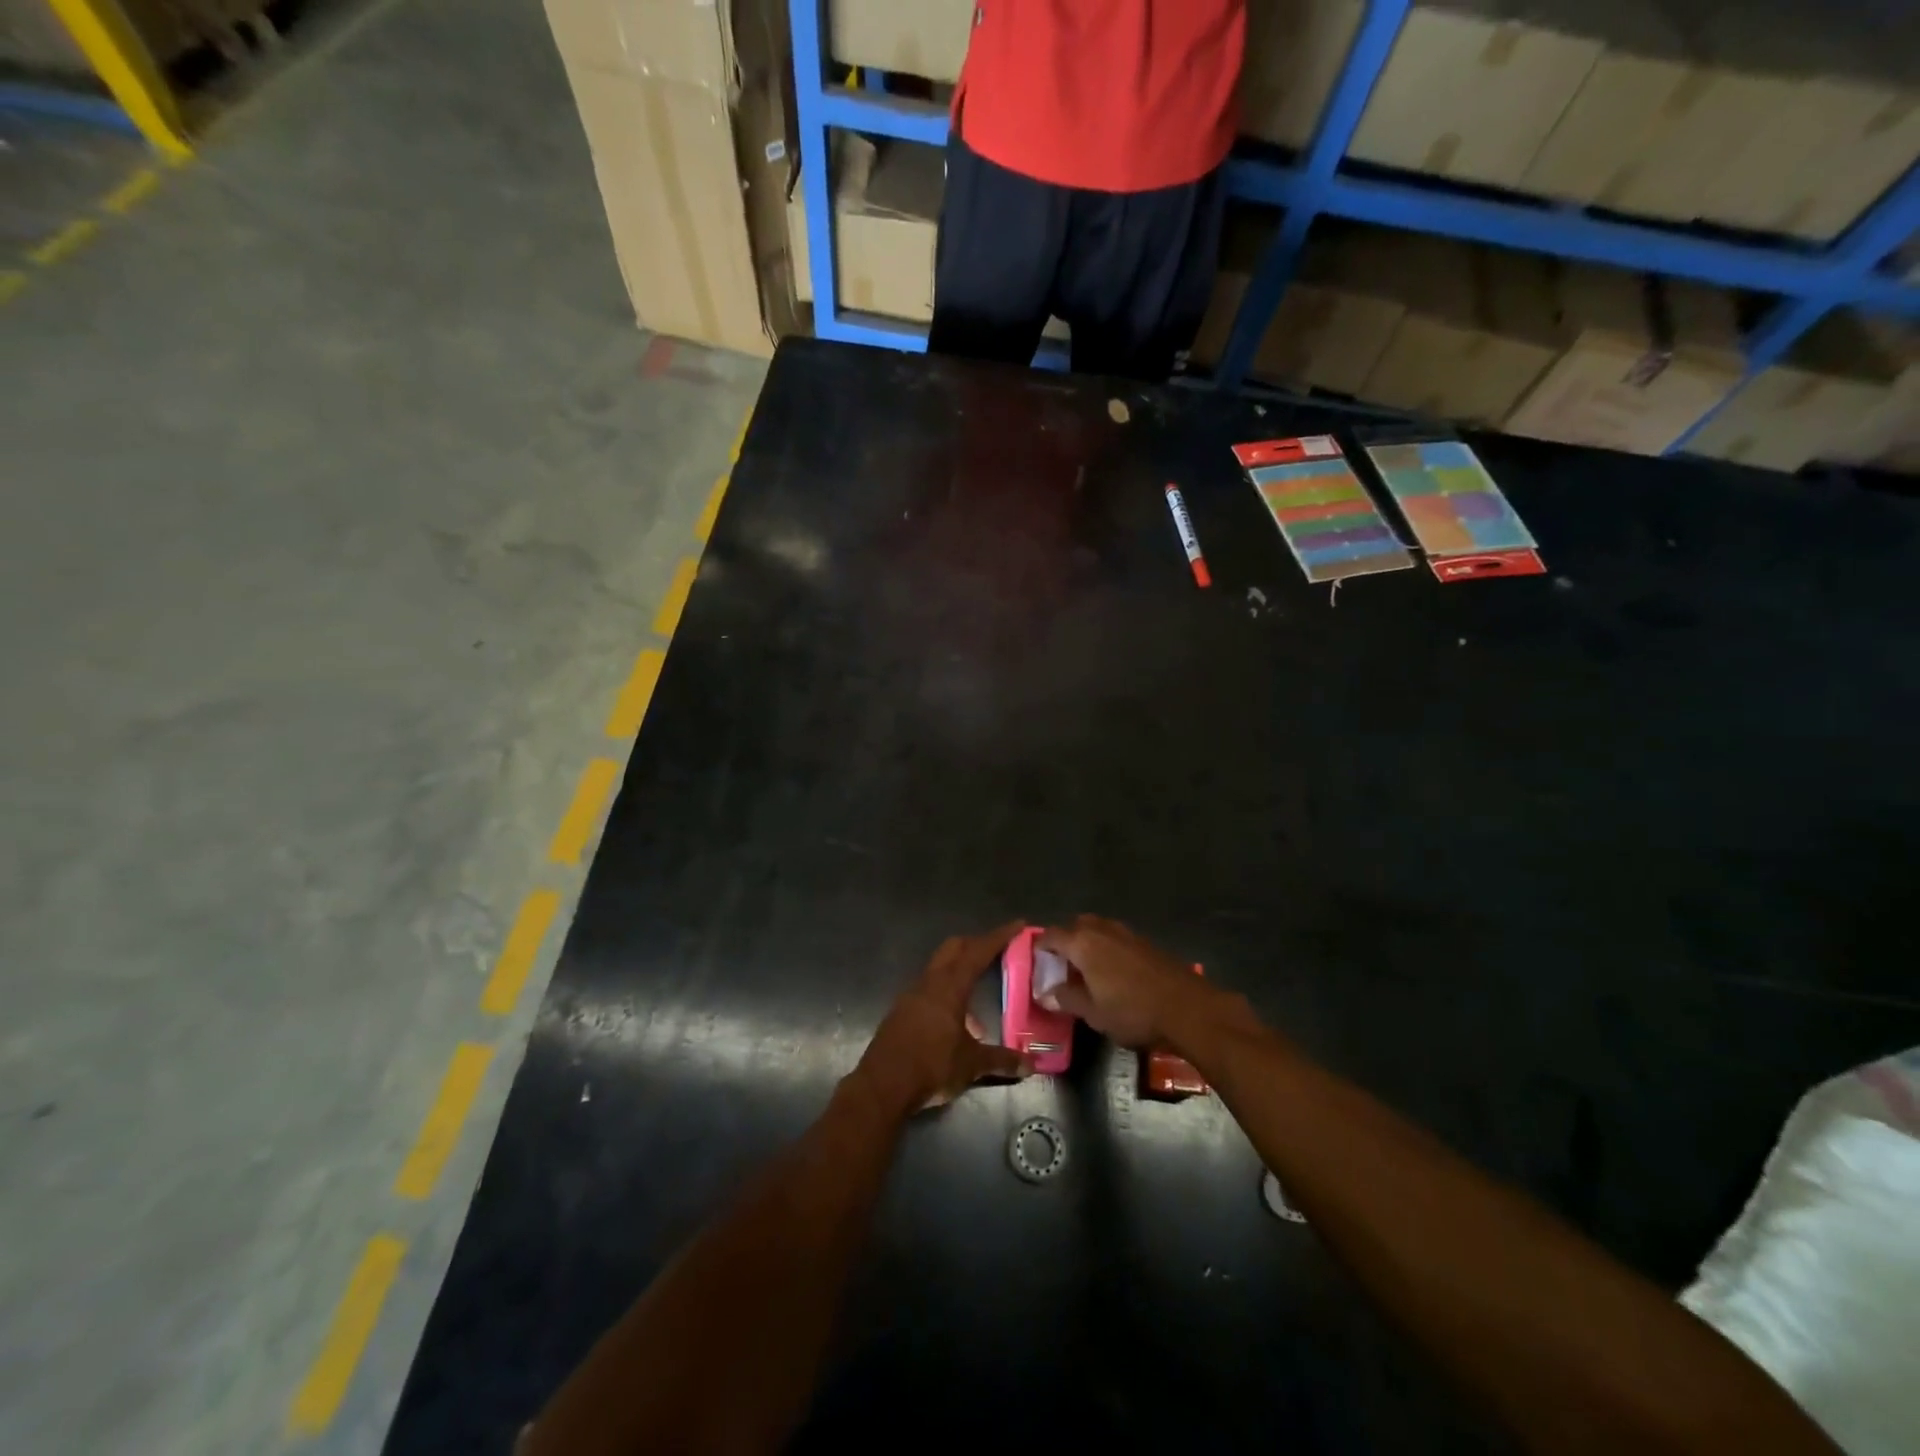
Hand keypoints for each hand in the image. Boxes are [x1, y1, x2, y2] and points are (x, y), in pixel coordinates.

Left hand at [856, 923, 1033, 1114]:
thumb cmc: (931, 1065)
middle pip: (953, 949)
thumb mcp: (972, 1065)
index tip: (1018, 925)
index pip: (978, 952)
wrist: (882, 1086)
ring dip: (959, 970)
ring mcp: (911, 995)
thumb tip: (1031, 1064)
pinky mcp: (901, 1011)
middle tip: (997, 949)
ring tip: (978, 990)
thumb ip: (1002, 1060)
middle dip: (975, 944)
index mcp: (949, 986)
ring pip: (939, 968)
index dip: (999, 936)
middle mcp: (929, 983)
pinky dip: (946, 992)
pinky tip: (956, 1019)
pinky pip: (928, 989)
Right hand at [1036, 915, 1218, 1047]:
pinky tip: (1112, 971)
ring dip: (1087, 942)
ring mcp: (1126, 933)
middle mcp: (1102, 930)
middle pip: (1075, 925)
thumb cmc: (1133, 1011)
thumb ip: (1067, 999)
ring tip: (1086, 968)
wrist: (1187, 1008)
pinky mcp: (1145, 942)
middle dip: (1065, 940)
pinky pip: (1116, 938)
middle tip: (1061, 964)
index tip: (1035, 960)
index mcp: (1083, 943)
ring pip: (1098, 929)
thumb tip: (1048, 992)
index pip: (1051, 935)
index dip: (1040, 947)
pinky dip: (1107, 948)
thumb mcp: (1093, 1013)